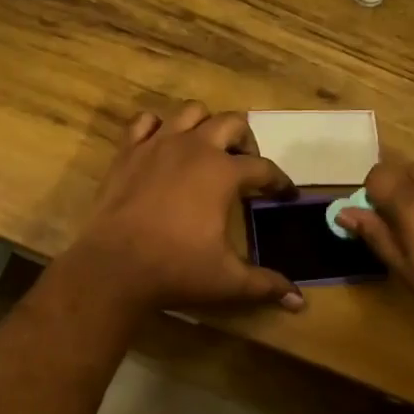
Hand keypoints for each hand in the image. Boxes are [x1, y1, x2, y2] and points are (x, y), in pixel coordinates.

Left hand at [66, 103, 303, 315]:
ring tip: (207, 150)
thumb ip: (266, 285)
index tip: (286, 194)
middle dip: (245, 141)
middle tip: (245, 166)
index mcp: (224, 173)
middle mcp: (195, 148)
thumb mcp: (228, 280)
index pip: (263, 168)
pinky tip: (162, 146)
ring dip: (205, 125)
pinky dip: (158, 128)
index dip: (280, 181)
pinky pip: (145, 122)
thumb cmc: (176, 269)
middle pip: (231, 123)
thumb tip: (299, 301)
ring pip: (191, 112)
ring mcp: (158, 144)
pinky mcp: (127, 151)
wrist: (114, 266)